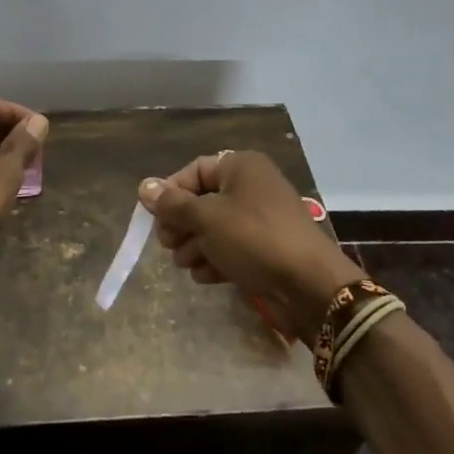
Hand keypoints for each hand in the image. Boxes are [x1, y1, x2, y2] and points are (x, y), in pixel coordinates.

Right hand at [139, 151, 363, 342]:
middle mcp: (252, 186)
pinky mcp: (267, 248)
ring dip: (195, 245)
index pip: (194, 171)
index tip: (153, 217)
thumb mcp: (207, 218)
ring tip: (184, 264)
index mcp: (240, 167)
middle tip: (167, 245)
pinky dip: (215, 258)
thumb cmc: (254, 239)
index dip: (170, 192)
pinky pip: (232, 246)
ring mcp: (261, 219)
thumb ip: (173, 204)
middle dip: (182, 223)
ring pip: (215, 226)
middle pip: (203, 199)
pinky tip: (204, 276)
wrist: (310, 286)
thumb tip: (144, 187)